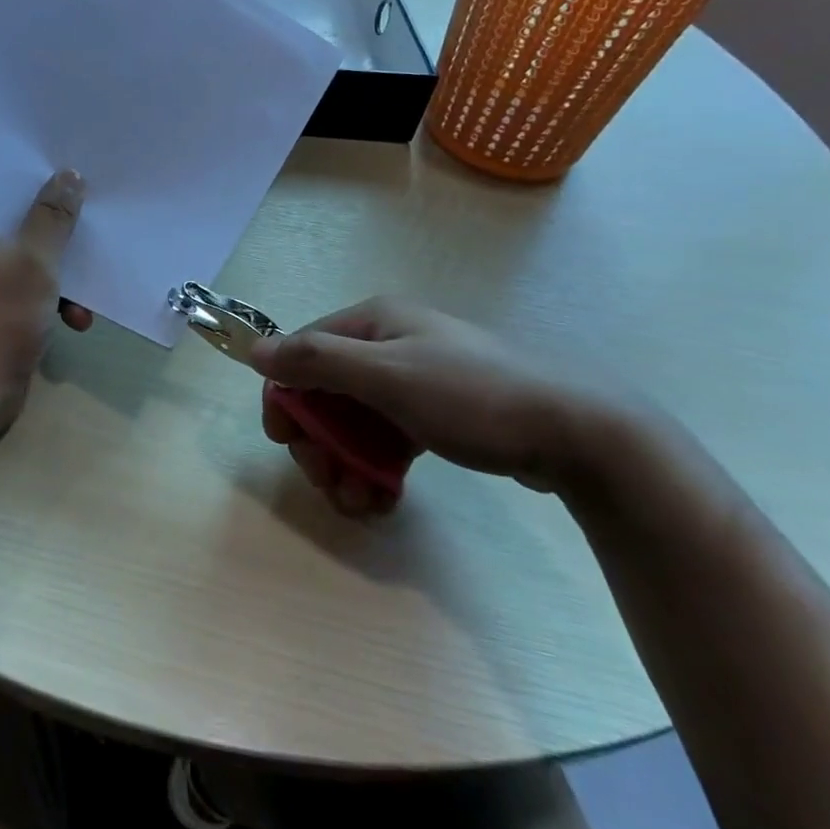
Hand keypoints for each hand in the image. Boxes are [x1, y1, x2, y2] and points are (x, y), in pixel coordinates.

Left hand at [0, 170, 90, 424]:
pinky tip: (77, 320)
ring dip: (60, 277)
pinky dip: (50, 301)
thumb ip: (54, 216)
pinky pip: (26, 290)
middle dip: (57, 235)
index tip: (73, 177)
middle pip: (17, 224)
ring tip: (88, 298)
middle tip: (91, 227)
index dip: (37, 182)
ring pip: (27, 260)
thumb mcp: (35, 261)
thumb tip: (69, 174)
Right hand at [247, 296, 627, 515]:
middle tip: (329, 484)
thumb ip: (317, 361)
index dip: (286, 396)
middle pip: (327, 393)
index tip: (286, 444)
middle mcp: (388, 345)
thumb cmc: (471, 396)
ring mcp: (413, 381)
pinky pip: (387, 439)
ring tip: (359, 504)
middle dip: (320, 442)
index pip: (303, 353)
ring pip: (355, 422)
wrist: (574, 431)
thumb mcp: (387, 376)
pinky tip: (382, 501)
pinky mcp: (435, 415)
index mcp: (372, 323)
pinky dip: (377, 468)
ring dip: (347, 464)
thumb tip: (255, 350)